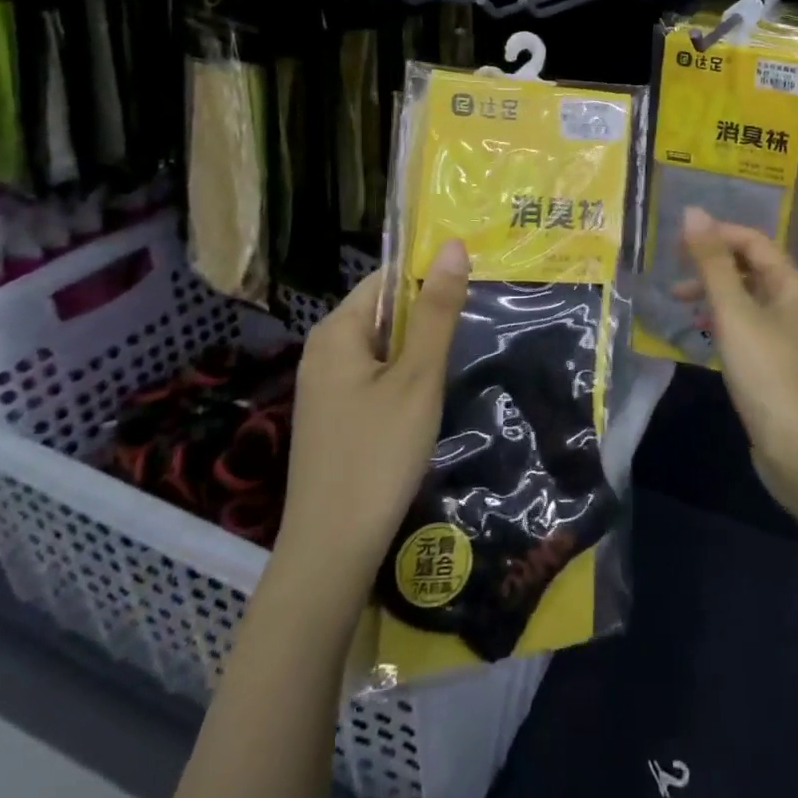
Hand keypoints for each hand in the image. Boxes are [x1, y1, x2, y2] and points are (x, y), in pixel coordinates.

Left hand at [269, 241, 469, 605]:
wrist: (331, 553)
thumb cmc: (378, 454)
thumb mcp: (418, 377)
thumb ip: (437, 311)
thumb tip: (453, 245)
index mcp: (337, 330)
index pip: (387, 278)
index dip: (429, 276)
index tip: (473, 286)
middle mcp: (322, 350)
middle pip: (384, 311)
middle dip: (427, 316)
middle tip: (475, 324)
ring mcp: (323, 386)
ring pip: (381, 347)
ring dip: (418, 350)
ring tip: (459, 357)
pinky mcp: (331, 417)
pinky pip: (372, 377)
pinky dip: (402, 377)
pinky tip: (427, 399)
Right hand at [680, 208, 797, 511]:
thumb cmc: (767, 372)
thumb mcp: (734, 312)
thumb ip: (712, 262)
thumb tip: (693, 212)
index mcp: (791, 283)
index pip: (752, 240)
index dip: (715, 234)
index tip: (675, 242)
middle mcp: (792, 302)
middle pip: (748, 267)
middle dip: (710, 264)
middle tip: (672, 272)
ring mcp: (785, 335)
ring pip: (744, 298)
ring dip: (712, 293)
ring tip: (678, 303)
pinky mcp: (775, 363)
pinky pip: (744, 327)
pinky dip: (720, 321)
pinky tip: (700, 333)